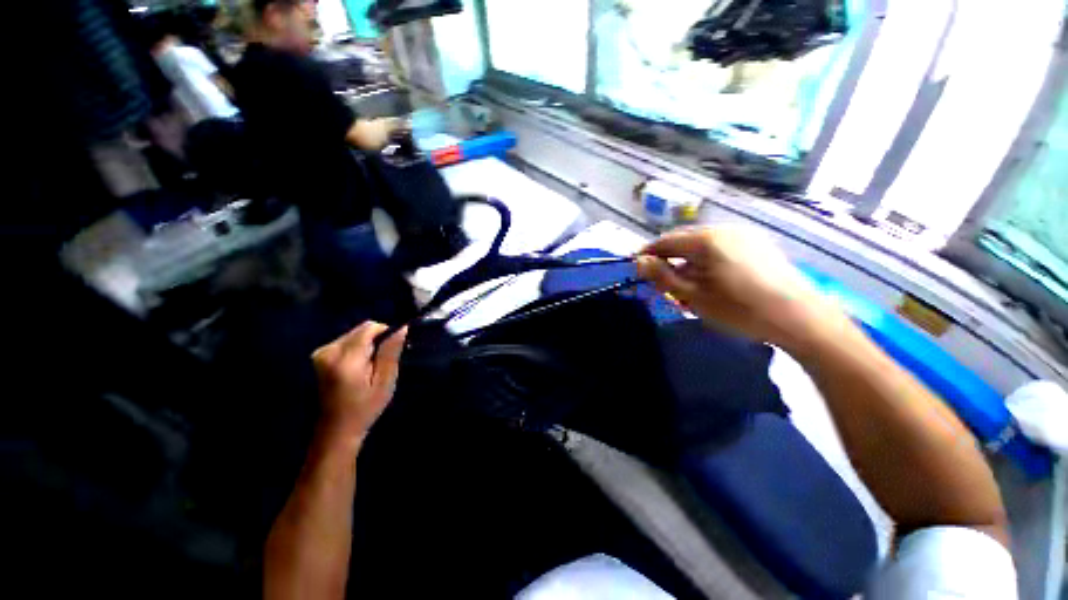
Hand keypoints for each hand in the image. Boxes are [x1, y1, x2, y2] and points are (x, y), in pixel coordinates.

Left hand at [312, 322, 406, 439]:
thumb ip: (390, 352)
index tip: (391, 351)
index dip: (386, 333)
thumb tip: (401, 328)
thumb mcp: (385, 381)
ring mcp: (321, 352)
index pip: (370, 328)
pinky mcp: (319, 355)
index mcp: (346, 359)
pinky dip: (357, 349)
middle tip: (380, 363)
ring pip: (355, 334)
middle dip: (376, 340)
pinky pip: (346, 341)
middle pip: (361, 329)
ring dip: (366, 345)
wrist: (336, 428)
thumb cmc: (365, 407)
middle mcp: (329, 350)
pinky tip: (358, 367)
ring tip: (369, 367)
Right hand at [635, 226, 845, 349]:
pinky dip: (706, 262)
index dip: (647, 254)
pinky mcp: (756, 245)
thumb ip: (663, 277)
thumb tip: (639, 261)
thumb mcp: (693, 296)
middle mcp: (723, 230)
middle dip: (668, 260)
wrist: (800, 318)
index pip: (665, 241)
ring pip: (701, 245)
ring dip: (687, 263)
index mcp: (706, 240)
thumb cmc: (740, 309)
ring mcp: (743, 235)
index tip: (635, 268)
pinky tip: (710, 282)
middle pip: (683, 241)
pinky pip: (719, 248)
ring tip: (686, 287)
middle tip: (661, 283)